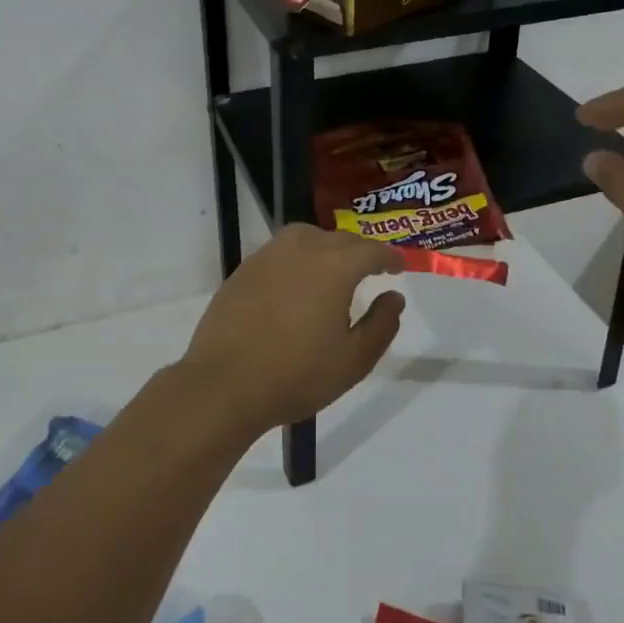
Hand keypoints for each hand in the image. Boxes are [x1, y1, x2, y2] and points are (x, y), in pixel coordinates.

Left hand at [181, 225, 403, 434]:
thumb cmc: (297, 374)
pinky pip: (282, 251)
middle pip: (340, 239)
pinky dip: (298, 258)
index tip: (399, 266)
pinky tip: (297, 283)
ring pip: (308, 237)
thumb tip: (393, 297)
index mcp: (335, 266)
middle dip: (360, 251)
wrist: (224, 384)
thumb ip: (382, 324)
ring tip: (334, 270)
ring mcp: (269, 255)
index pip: (371, 250)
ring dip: (327, 248)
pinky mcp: (245, 268)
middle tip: (372, 269)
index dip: (389, 257)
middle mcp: (303, 248)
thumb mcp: (354, 360)